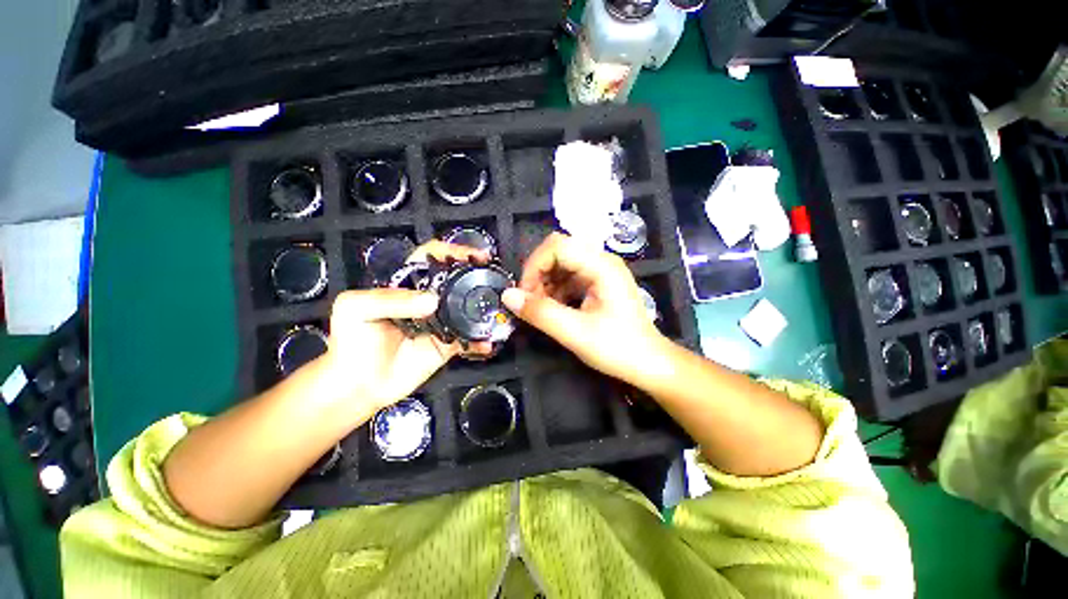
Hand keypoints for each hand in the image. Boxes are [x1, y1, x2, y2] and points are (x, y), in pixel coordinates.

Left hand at [319, 241, 491, 412]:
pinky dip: (480, 341)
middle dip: (477, 276)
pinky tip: (487, 343)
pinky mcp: (447, 345)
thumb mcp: (356, 309)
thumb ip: (390, 299)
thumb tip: (433, 301)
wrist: (358, 385)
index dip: (453, 252)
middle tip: (495, 279)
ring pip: (467, 309)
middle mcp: (428, 300)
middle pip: (457, 280)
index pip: (433, 257)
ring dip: (484, 308)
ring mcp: (441, 322)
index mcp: (407, 284)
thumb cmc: (351, 341)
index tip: (475, 256)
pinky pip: (468, 340)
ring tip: (499, 308)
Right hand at [502, 233, 665, 382]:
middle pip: (558, 251)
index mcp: (602, 266)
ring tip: (540, 307)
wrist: (648, 364)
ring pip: (561, 263)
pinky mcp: (598, 283)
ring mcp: (601, 271)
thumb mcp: (575, 333)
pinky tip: (552, 308)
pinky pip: (568, 276)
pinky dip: (555, 289)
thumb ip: (540, 313)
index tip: (524, 294)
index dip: (534, 265)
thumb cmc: (618, 349)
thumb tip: (507, 296)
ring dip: (544, 282)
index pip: (557, 246)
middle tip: (530, 301)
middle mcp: (602, 261)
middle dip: (538, 273)